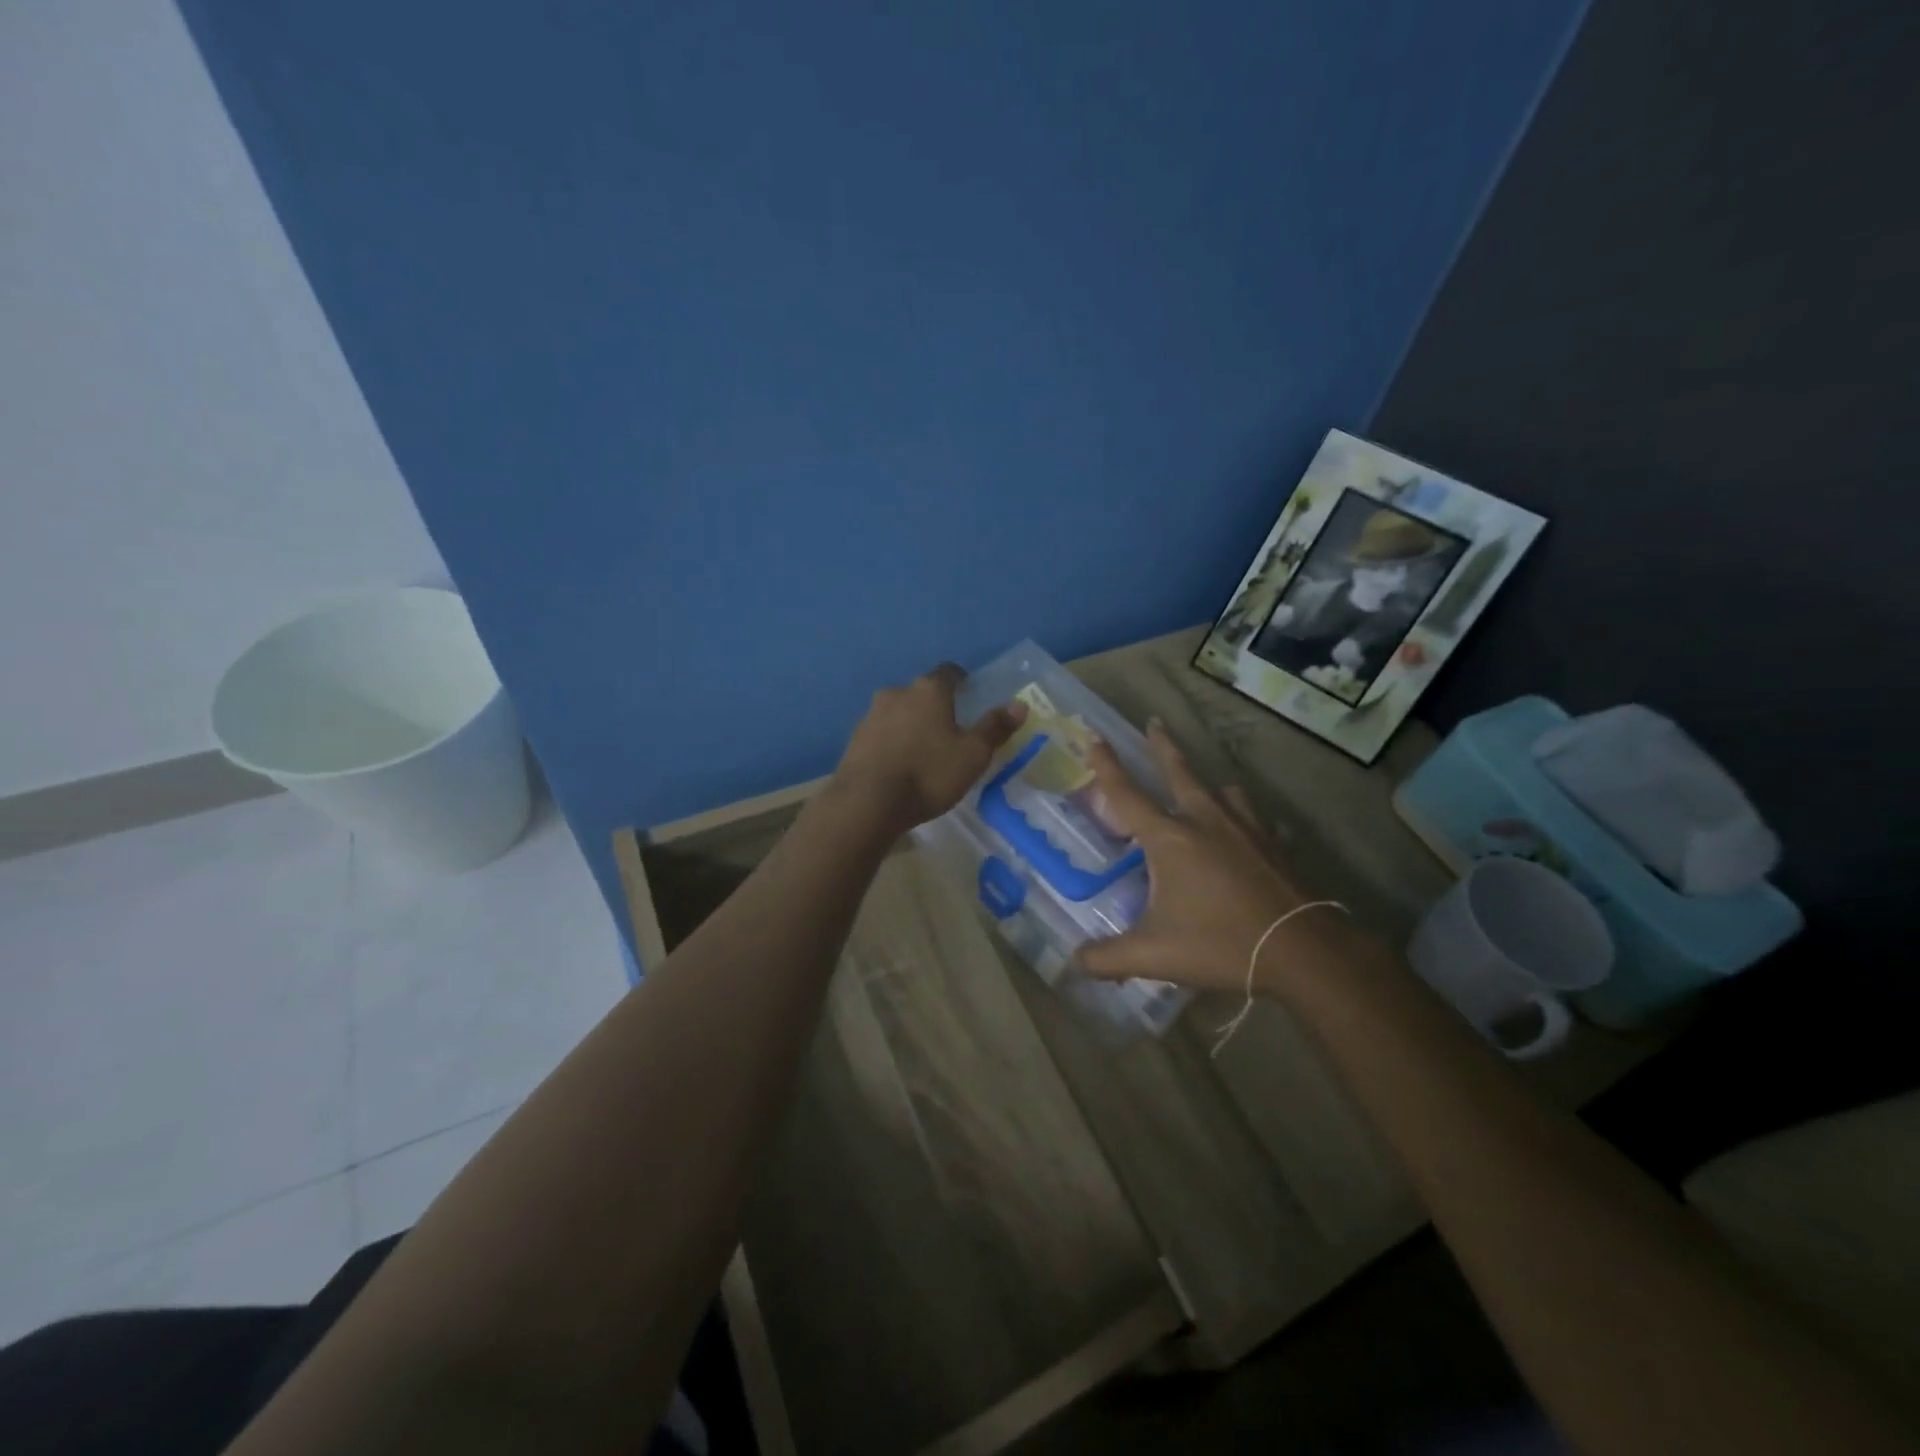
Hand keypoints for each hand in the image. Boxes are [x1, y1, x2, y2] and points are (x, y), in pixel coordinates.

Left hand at [832, 664, 1025, 835]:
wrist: (867, 802)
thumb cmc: (928, 773)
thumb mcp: (973, 755)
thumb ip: (995, 728)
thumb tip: (1019, 705)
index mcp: (929, 690)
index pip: (949, 672)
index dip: (962, 682)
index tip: (971, 697)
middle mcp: (897, 692)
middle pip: (922, 692)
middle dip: (936, 706)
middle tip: (951, 730)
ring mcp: (871, 715)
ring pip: (899, 712)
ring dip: (912, 725)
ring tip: (924, 752)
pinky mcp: (854, 739)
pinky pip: (881, 733)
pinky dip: (892, 742)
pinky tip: (900, 765)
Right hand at [1075, 720, 1343, 993]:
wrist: (1303, 951)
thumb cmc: (1220, 943)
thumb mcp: (1153, 955)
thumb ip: (1107, 958)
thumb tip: (1072, 963)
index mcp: (1170, 838)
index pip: (1127, 793)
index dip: (1106, 764)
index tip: (1095, 734)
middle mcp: (1206, 821)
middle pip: (1179, 771)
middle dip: (1162, 745)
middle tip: (1154, 722)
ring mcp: (1246, 829)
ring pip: (1223, 792)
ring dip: (1208, 784)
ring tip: (1205, 787)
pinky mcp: (1274, 846)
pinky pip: (1257, 821)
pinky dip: (1247, 821)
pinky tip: (1250, 833)